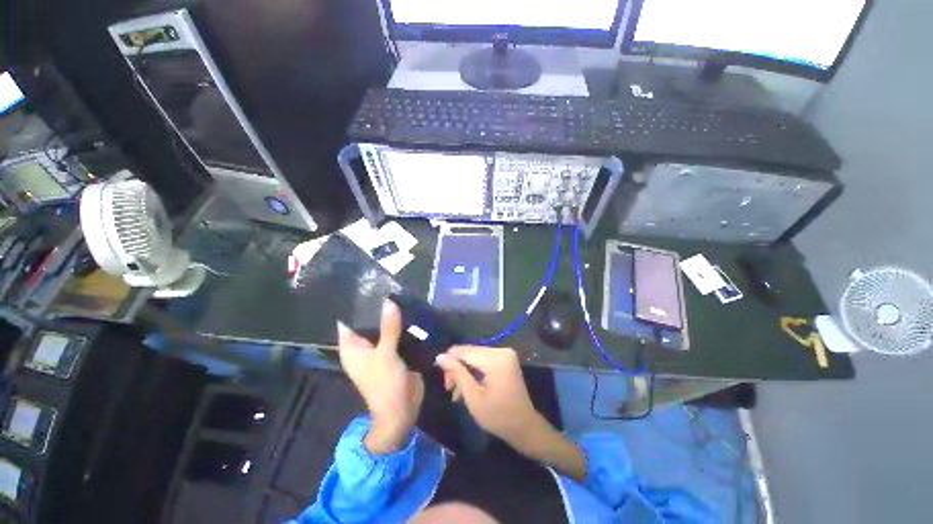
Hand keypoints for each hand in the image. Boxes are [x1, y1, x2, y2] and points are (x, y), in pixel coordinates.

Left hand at [338, 300, 423, 454]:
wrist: (402, 410)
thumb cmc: (385, 384)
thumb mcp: (385, 355)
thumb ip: (388, 328)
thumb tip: (389, 301)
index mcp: (353, 348)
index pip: (348, 321)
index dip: (354, 305)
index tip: (365, 285)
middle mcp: (364, 347)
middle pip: (368, 322)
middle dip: (378, 307)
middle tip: (389, 285)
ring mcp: (381, 349)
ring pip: (385, 327)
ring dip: (392, 315)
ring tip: (402, 292)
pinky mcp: (395, 352)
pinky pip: (397, 334)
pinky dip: (402, 324)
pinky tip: (411, 310)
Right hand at [435, 346, 547, 447]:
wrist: (524, 427)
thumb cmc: (498, 416)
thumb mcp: (473, 397)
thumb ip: (457, 373)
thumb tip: (440, 356)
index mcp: (496, 358)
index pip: (465, 351)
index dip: (449, 361)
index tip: (443, 380)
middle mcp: (501, 350)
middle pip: (469, 352)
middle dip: (456, 368)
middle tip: (449, 389)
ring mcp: (504, 354)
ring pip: (474, 356)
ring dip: (463, 371)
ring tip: (456, 392)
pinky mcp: (505, 359)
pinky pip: (482, 360)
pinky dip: (473, 371)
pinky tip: (467, 386)